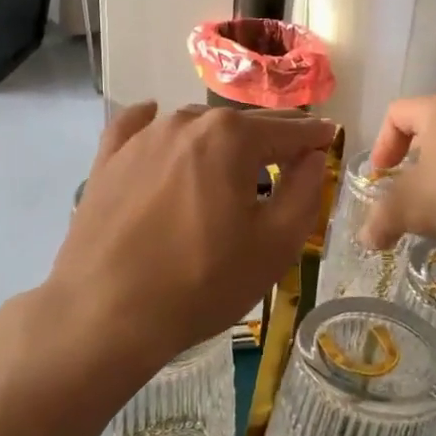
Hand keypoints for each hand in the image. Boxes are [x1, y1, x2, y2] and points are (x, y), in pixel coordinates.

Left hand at [45, 103, 334, 381]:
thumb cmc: (201, 283)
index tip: (331, 139)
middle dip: (272, 139)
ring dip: (220, 141)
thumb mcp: (275, 245)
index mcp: (232, 137)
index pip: (289, 129)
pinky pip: (138, 128)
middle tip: (290, 157)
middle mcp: (186, 121)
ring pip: (196, 127)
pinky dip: (157, 127)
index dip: (315, 137)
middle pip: (243, 124)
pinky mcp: (107, 159)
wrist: (104, 314)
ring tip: (232, 166)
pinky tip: (160, 130)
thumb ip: (304, 191)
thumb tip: (312, 157)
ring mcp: (141, 137)